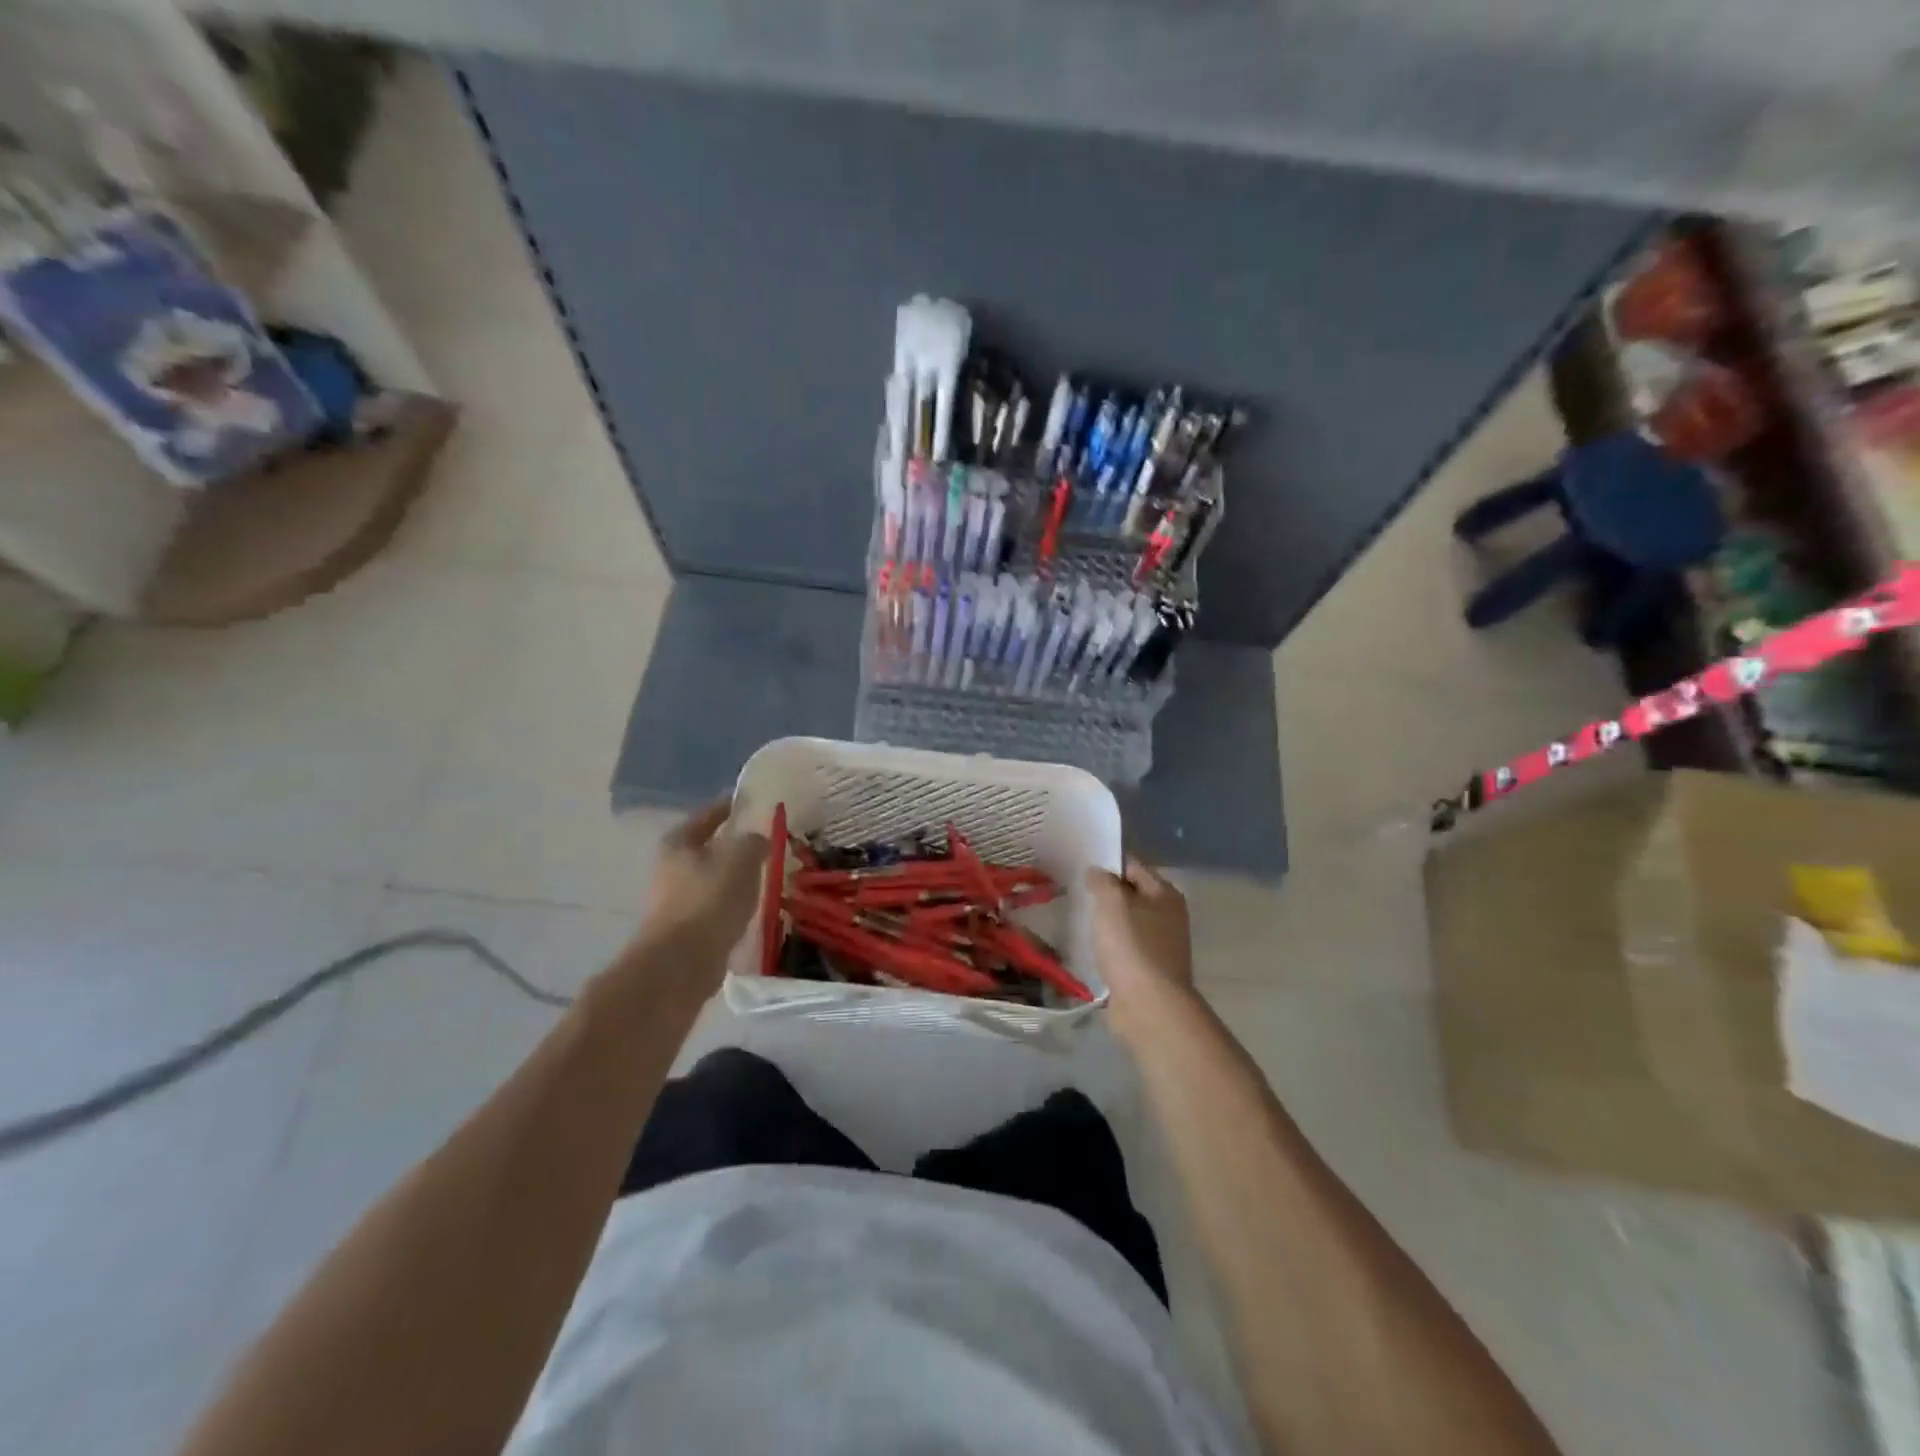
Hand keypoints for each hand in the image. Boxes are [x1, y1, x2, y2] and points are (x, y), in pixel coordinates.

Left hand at [637, 800, 767, 970]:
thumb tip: (757, 839)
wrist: (680, 964)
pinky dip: (731, 904)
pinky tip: (751, 908)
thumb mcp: (741, 859)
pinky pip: (714, 907)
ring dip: (734, 878)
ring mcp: (674, 901)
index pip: (708, 815)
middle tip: (764, 842)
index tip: (751, 802)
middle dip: (734, 845)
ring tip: (763, 877)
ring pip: (712, 879)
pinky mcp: (684, 930)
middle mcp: (670, 868)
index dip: (730, 806)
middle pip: (708, 848)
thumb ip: (753, 841)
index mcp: (678, 842)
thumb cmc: (709, 900)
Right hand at [1087, 856, 1194, 1030]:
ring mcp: (1160, 946)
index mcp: (1165, 894)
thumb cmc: (1132, 946)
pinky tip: (1088, 948)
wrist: (1148, 1006)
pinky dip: (1108, 947)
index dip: (1108, 863)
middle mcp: (1168, 917)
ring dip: (1105, 922)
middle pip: (1131, 895)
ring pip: (1126, 924)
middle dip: (1105, 894)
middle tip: (1074, 890)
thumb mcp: (1112, 902)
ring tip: (1076, 918)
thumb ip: (1103, 881)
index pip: (1134, 866)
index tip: (1080, 865)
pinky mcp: (1148, 971)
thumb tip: (1098, 872)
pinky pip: (1123, 949)